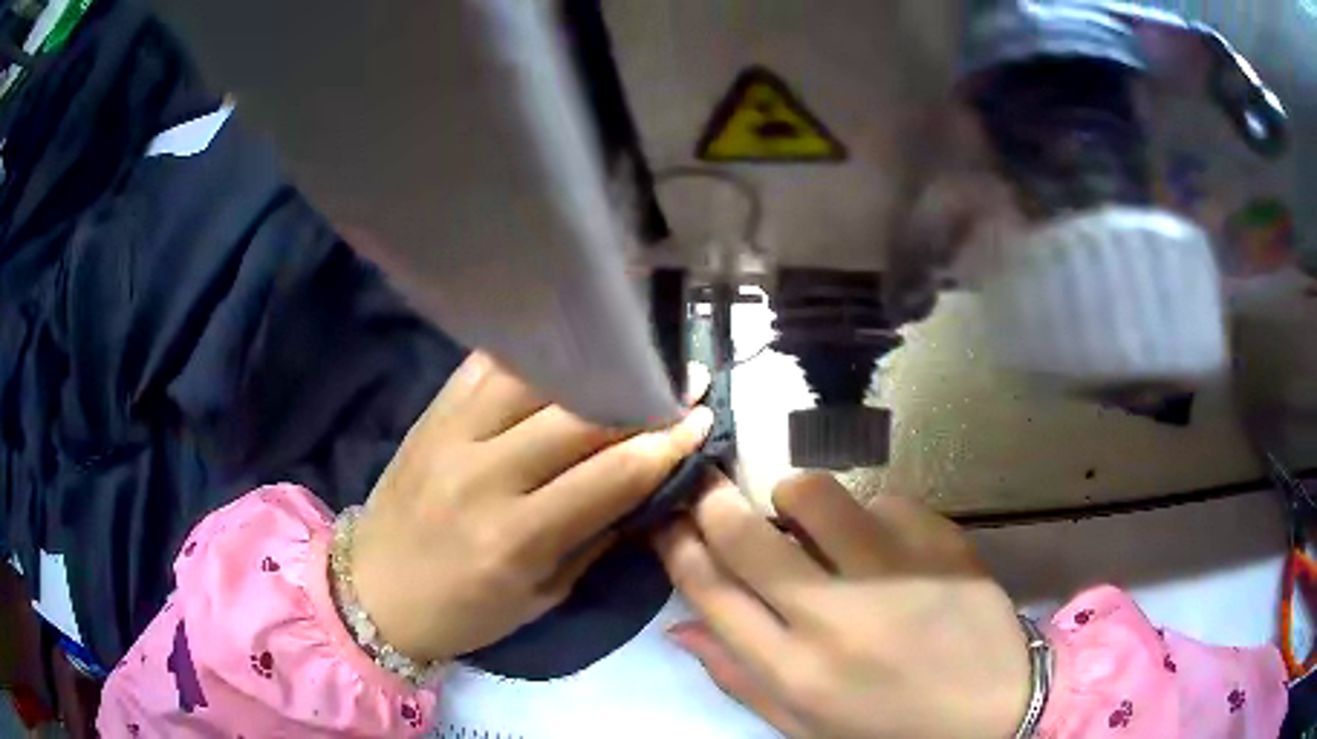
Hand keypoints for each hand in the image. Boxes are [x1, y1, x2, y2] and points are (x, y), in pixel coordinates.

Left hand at [350, 352, 712, 662]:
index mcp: (514, 539)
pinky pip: (488, 364)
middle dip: (640, 397)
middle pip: (578, 417)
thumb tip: (647, 487)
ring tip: (631, 359)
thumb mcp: (542, 597)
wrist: (374, 591)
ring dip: (592, 367)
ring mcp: (450, 434)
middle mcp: (482, 476)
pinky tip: (565, 348)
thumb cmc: (464, 612)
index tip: (700, 421)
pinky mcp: (430, 413)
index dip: (664, 444)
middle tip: (681, 383)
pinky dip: (534, 353)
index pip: (609, 475)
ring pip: (535, 378)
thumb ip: (596, 538)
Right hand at [655, 474, 1028, 738]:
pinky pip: (882, 499)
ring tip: (807, 519)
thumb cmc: (891, 727)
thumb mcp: (804, 726)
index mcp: (795, 672)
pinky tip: (884, 546)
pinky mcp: (940, 542)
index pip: (710, 592)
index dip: (676, 546)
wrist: (995, 706)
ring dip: (794, 498)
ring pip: (813, 495)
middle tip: (713, 492)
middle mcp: (835, 619)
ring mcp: (893, 573)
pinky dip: (869, 515)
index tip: (668, 520)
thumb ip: (739, 678)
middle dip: (713, 502)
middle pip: (746, 536)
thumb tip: (680, 627)